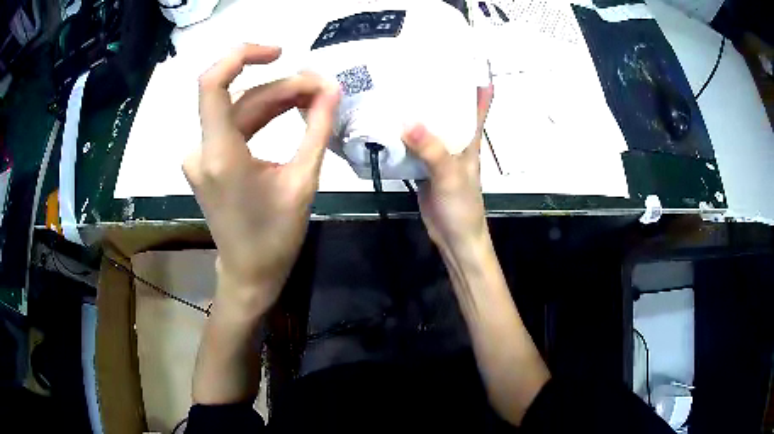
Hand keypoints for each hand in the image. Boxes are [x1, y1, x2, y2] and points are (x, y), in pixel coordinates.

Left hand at [184, 44, 339, 313]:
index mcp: (220, 156)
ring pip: (239, 110)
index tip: (278, 52)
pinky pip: (234, 126)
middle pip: (241, 97)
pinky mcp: (207, 161)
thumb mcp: (303, 182)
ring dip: (275, 99)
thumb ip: (317, 129)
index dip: (240, 55)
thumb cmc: (276, 237)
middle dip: (283, 86)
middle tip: (323, 89)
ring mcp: (201, 155)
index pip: (212, 84)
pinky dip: (262, 115)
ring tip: (314, 99)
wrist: (248, 273)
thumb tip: (332, 89)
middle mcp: (202, 150)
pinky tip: (289, 112)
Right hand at [401, 85, 493, 252]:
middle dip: (437, 92)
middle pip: (449, 111)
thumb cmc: (463, 207)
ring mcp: (439, 155)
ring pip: (429, 128)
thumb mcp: (452, 176)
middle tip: (416, 70)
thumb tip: (408, 122)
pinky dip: (403, 136)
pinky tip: (387, 125)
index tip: (463, 62)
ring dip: (417, 113)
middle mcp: (456, 143)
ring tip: (397, 91)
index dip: (475, 85)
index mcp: (470, 140)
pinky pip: (413, 147)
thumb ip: (433, 151)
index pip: (477, 107)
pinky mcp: (423, 168)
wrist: (454, 237)